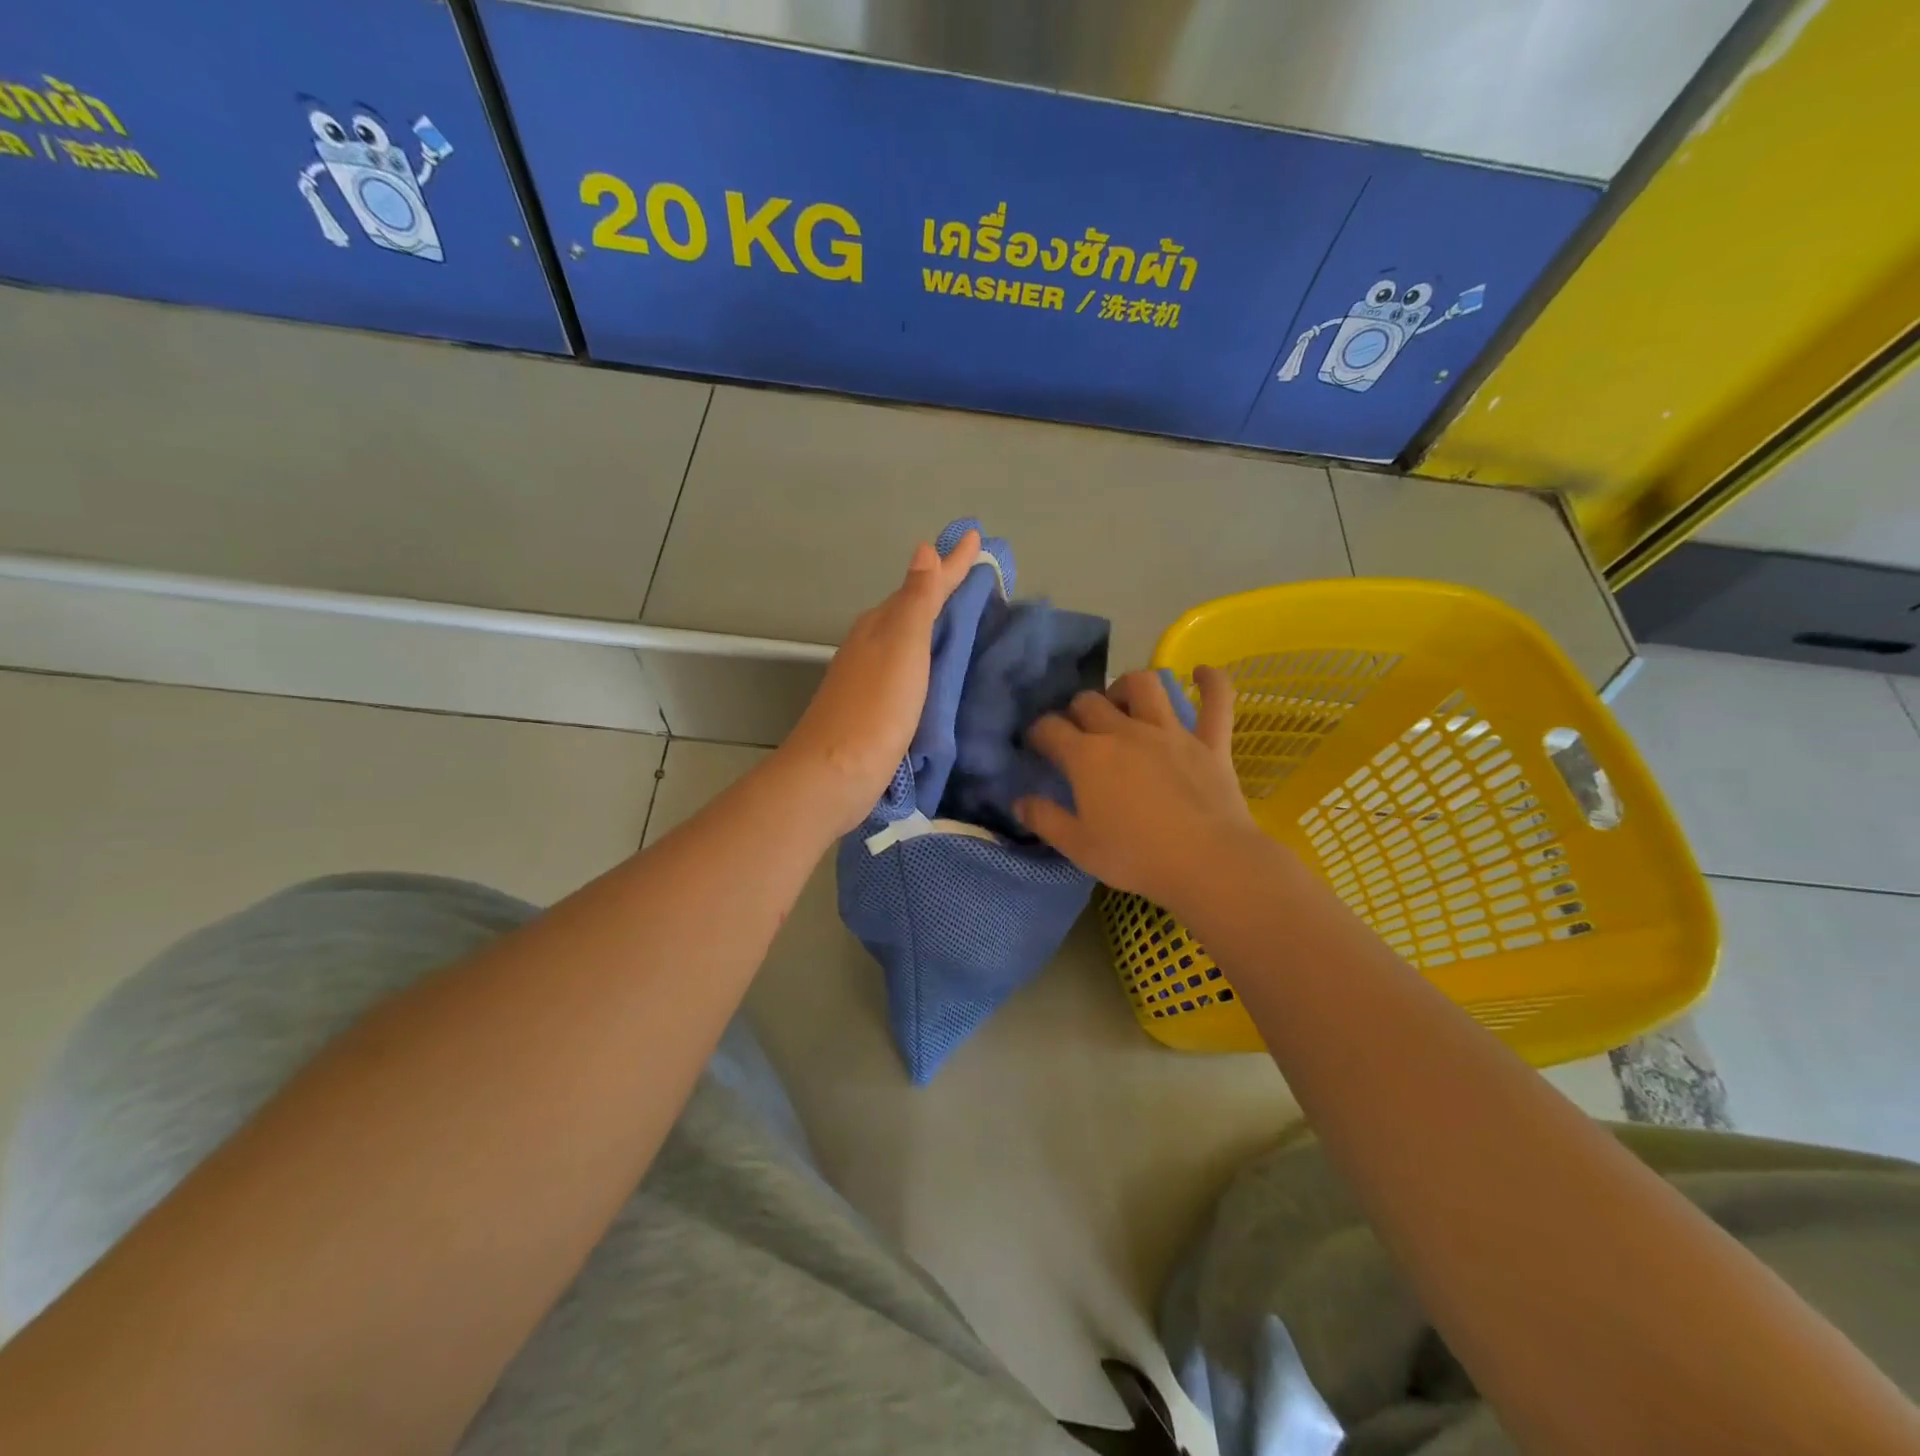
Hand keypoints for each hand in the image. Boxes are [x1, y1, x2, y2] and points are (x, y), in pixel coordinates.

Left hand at [778, 530, 982, 834]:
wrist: (834, 774)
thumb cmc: (875, 707)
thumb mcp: (902, 646)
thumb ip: (917, 600)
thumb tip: (924, 549)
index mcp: (881, 625)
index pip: (924, 586)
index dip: (952, 564)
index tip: (978, 538)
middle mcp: (873, 645)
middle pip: (914, 609)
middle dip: (945, 591)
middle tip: (979, 577)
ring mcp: (872, 679)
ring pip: (911, 641)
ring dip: (937, 626)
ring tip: (968, 619)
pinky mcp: (878, 711)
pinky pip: (912, 672)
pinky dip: (930, 661)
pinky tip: (942, 671)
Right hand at [1017, 667, 1260, 908]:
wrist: (1207, 863)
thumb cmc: (1135, 857)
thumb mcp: (1078, 847)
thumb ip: (1044, 819)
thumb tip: (1019, 801)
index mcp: (1088, 757)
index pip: (1050, 728)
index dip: (1038, 732)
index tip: (1038, 745)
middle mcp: (1125, 732)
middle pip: (1090, 702)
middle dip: (1076, 711)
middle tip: (1078, 732)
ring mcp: (1170, 733)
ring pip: (1145, 685)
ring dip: (1127, 686)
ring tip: (1123, 703)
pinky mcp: (1209, 743)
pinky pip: (1216, 701)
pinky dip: (1211, 683)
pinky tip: (1202, 673)